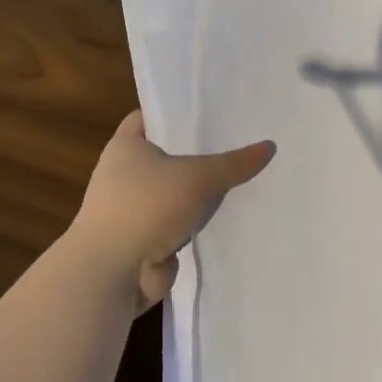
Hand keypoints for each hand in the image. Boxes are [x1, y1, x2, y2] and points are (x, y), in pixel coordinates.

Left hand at [69, 111, 275, 310]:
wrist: (112, 273)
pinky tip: (232, 212)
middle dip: (200, 151)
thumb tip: (270, 146)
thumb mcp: (197, 177)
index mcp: (125, 146)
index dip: (177, 110)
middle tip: (240, 139)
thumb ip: (233, 163)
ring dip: (202, 191)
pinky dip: (199, 221)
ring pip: (177, 191)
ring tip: (244, 174)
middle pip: (169, 154)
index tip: (211, 108)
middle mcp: (125, 173)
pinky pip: (180, 221)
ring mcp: (134, 208)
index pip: (150, 116)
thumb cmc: (145, 207)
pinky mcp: (146, 239)